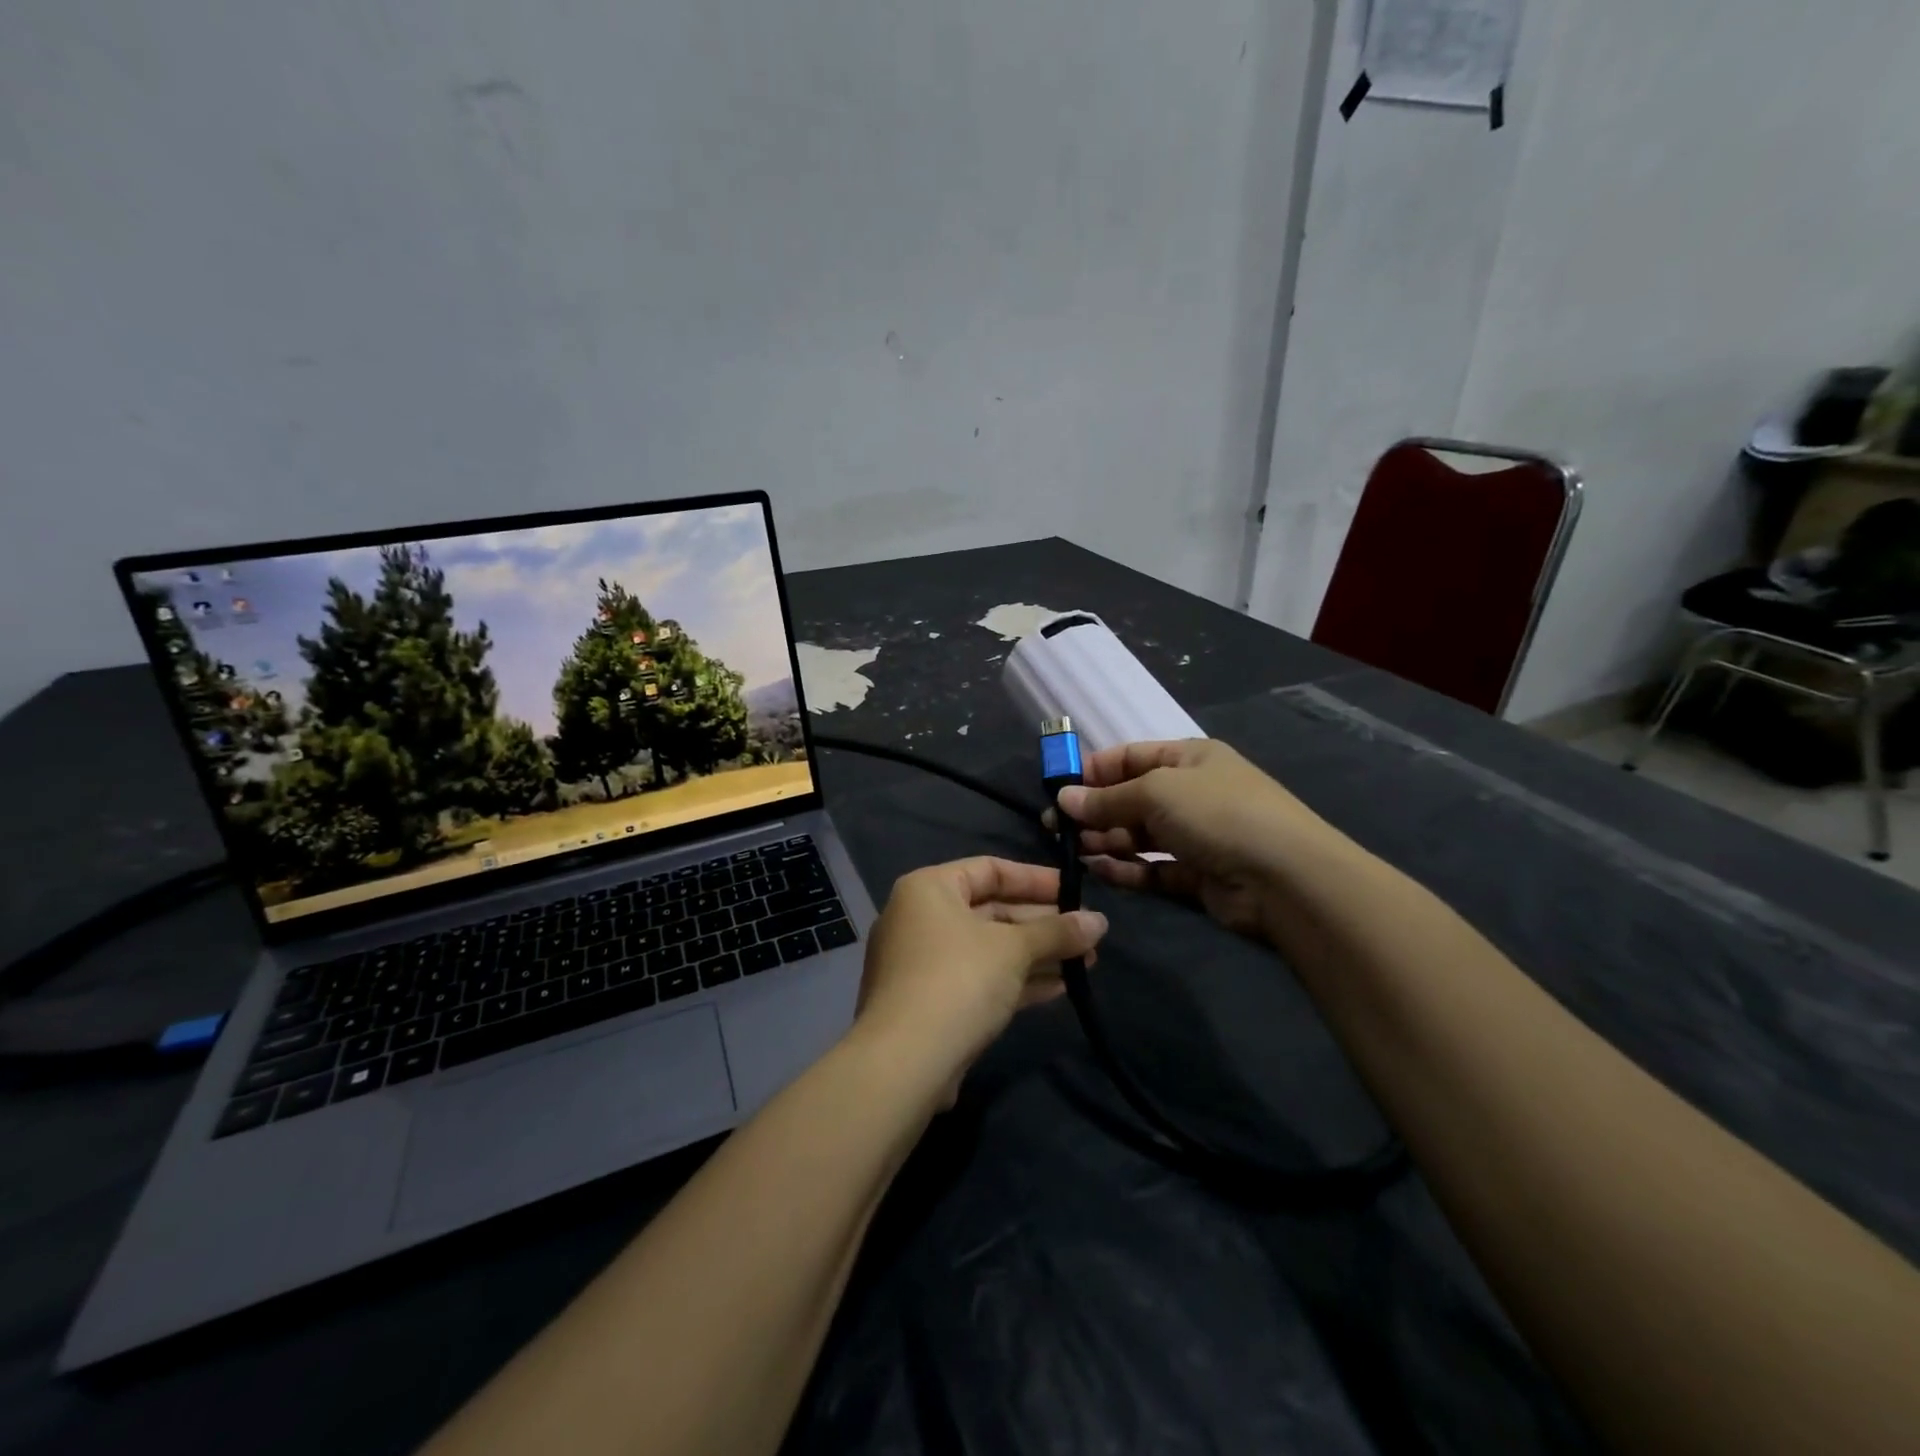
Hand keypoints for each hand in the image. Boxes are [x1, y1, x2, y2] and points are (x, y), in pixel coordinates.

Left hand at [852, 857, 1107, 1101]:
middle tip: (1087, 934)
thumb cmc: (958, 981)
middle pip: (991, 910)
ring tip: (1086, 962)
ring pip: (989, 949)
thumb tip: (1101, 921)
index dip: (1036, 879)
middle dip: (1042, 924)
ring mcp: (922, 963)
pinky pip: (980, 979)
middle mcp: (920, 918)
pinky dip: (1016, 980)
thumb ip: (1057, 931)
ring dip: (1036, 954)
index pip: (989, 870)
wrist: (904, 1063)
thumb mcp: (1014, 949)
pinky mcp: (930, 1003)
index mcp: (928, 889)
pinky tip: (1060, 987)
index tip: (1075, 892)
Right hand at [1053, 739, 1329, 939]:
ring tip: (1074, 851)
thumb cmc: (1217, 813)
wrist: (1284, 877)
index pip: (1129, 757)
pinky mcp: (1197, 875)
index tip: (1057, 790)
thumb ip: (1107, 798)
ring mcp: (1196, 835)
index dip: (1092, 771)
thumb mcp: (1156, 792)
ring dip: (1107, 840)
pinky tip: (1099, 871)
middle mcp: (1192, 793)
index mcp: (1187, 758)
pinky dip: (1126, 869)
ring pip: (1139, 835)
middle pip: (1131, 798)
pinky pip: (1152, 868)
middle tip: (1056, 828)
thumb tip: (1064, 799)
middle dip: (1094, 811)